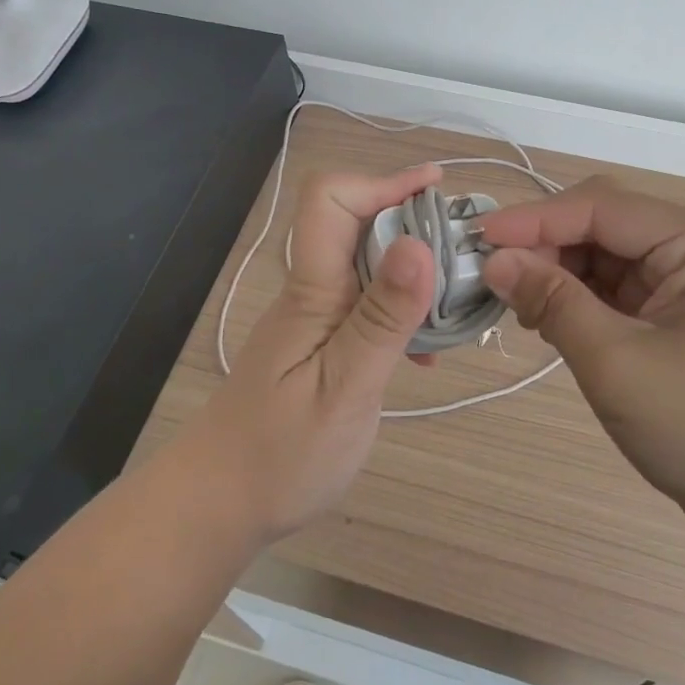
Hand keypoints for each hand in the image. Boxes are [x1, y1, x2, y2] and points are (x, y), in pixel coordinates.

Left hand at [180, 165, 439, 544]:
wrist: (219, 503)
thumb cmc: (280, 455)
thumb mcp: (345, 389)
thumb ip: (383, 318)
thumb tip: (419, 243)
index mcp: (313, 289)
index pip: (330, 199)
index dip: (382, 181)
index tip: (434, 190)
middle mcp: (314, 291)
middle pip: (357, 223)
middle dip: (412, 222)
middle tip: (465, 251)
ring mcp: (317, 318)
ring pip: (368, 265)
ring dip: (415, 270)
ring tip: (457, 299)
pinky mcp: (323, 344)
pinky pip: (368, 305)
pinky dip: (403, 312)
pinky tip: (426, 352)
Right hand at [477, 177, 684, 537]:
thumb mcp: (618, 363)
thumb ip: (553, 302)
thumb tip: (494, 261)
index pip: (601, 207)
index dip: (533, 220)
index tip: (476, 240)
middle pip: (605, 227)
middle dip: (546, 248)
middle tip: (492, 281)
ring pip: (608, 260)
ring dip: (560, 276)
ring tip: (518, 307)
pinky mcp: (684, 318)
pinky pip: (621, 293)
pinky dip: (582, 302)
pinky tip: (551, 322)